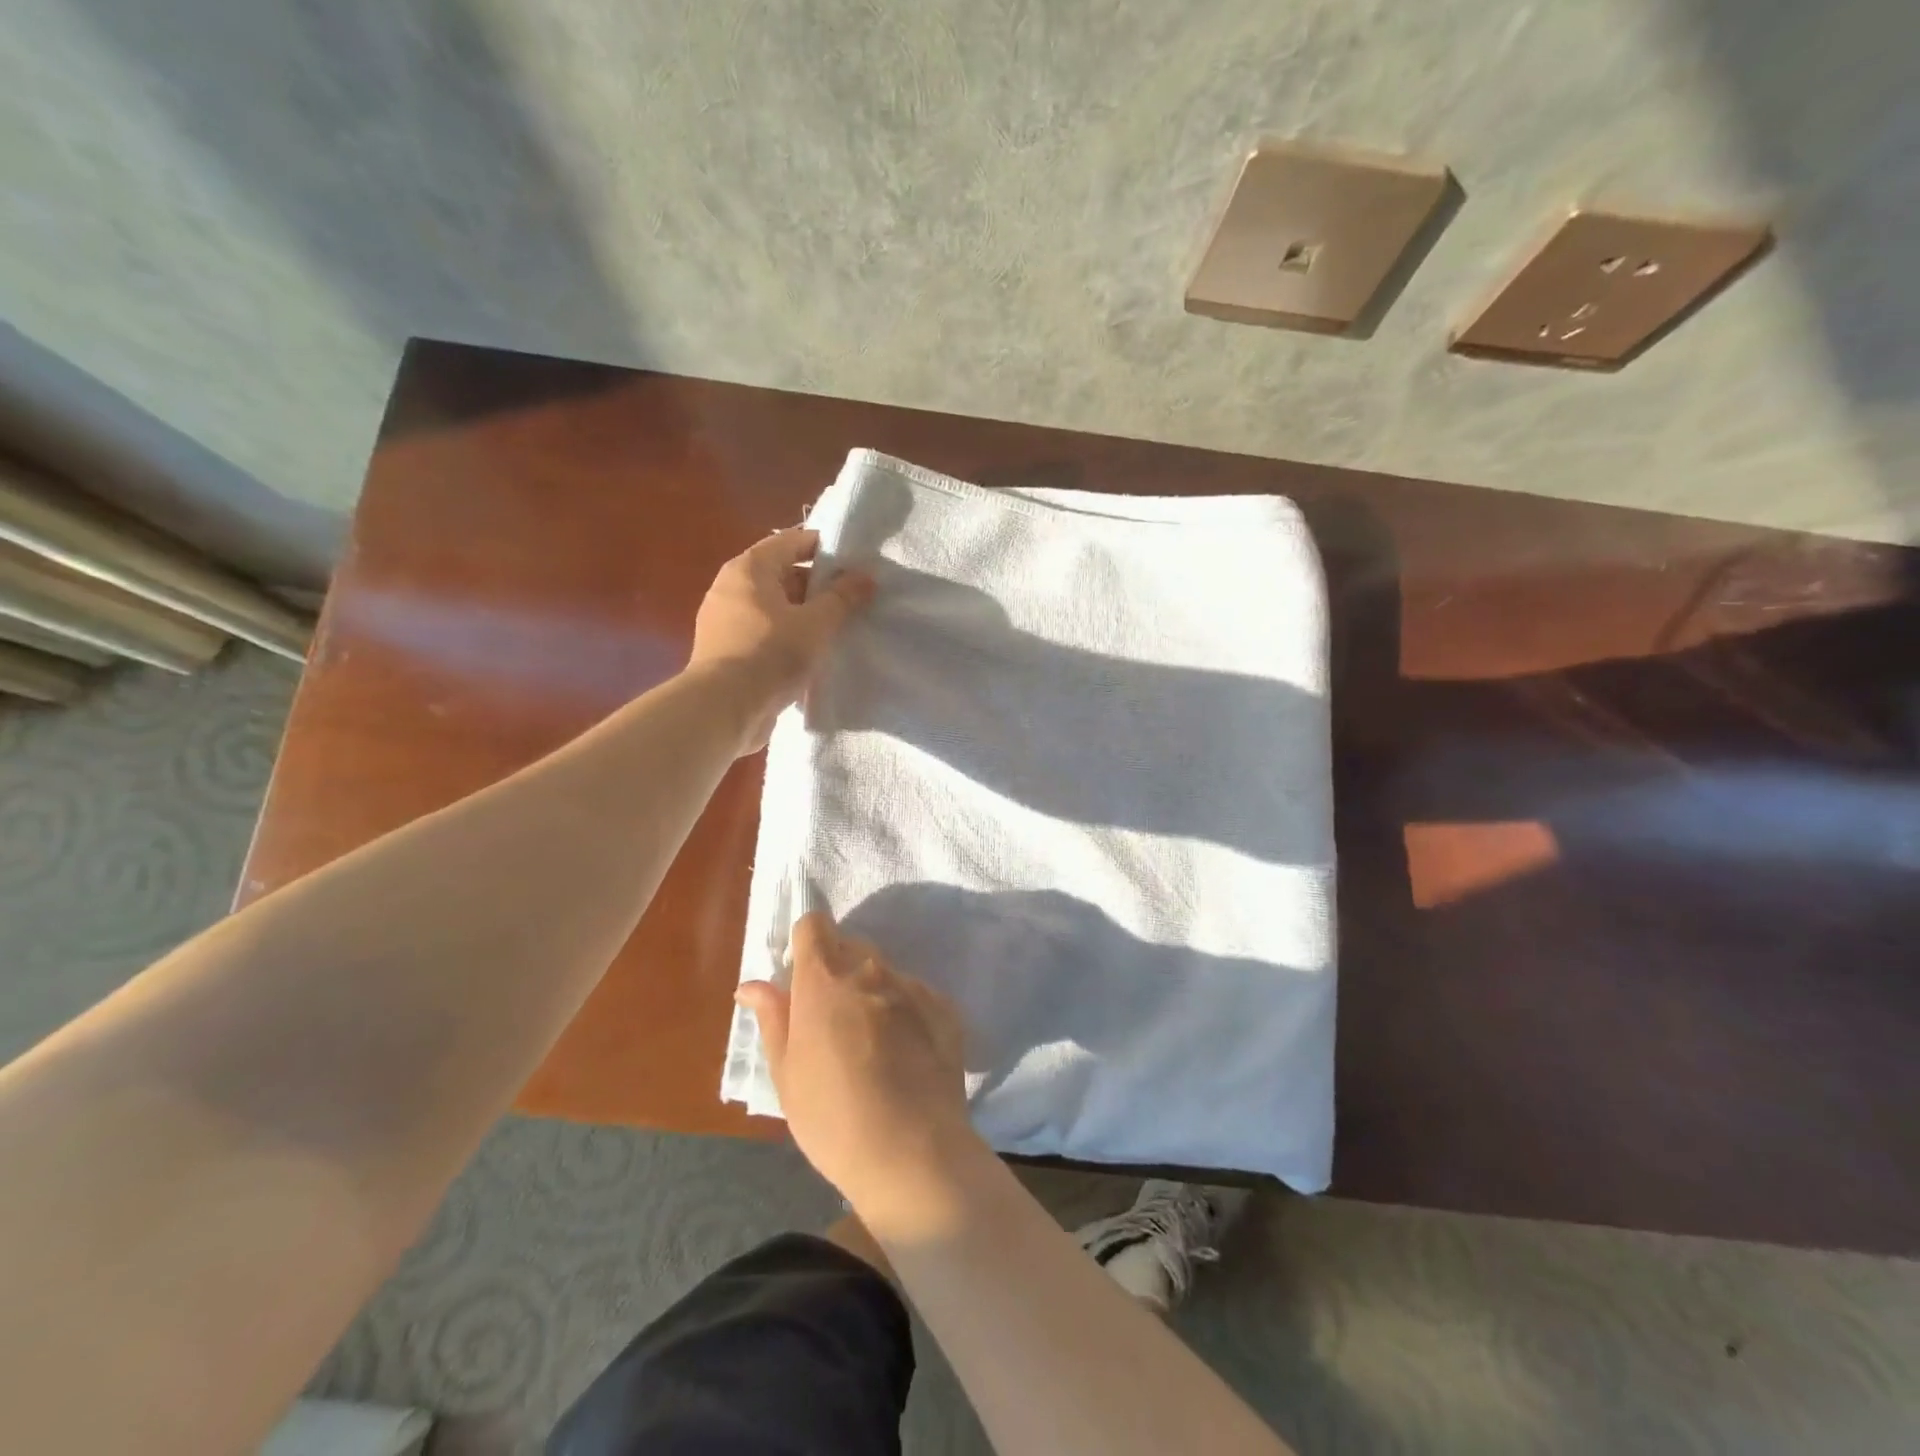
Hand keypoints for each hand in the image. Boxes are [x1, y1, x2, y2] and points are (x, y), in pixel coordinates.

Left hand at [688, 528, 873, 751]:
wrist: (724, 709)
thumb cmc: (771, 654)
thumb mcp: (816, 623)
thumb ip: (843, 597)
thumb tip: (866, 576)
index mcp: (749, 569)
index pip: (791, 541)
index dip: (824, 547)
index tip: (855, 562)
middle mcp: (732, 588)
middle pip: (782, 574)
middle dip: (818, 585)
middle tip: (853, 598)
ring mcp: (726, 622)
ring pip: (775, 608)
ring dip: (805, 615)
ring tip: (839, 628)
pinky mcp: (728, 653)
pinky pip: (765, 634)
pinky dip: (788, 638)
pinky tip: (813, 655)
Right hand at [736, 913, 980, 1220]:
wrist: (913, 1153)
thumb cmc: (832, 1118)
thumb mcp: (787, 1074)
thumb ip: (773, 1018)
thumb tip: (752, 984)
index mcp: (824, 979)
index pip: (814, 925)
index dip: (805, 942)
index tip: (801, 975)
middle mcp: (870, 970)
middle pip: (850, 946)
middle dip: (837, 969)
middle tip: (830, 1019)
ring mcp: (912, 986)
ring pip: (884, 971)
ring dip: (871, 990)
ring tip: (870, 1044)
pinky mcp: (944, 1008)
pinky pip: (915, 995)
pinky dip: (905, 1011)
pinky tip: (904, 1056)